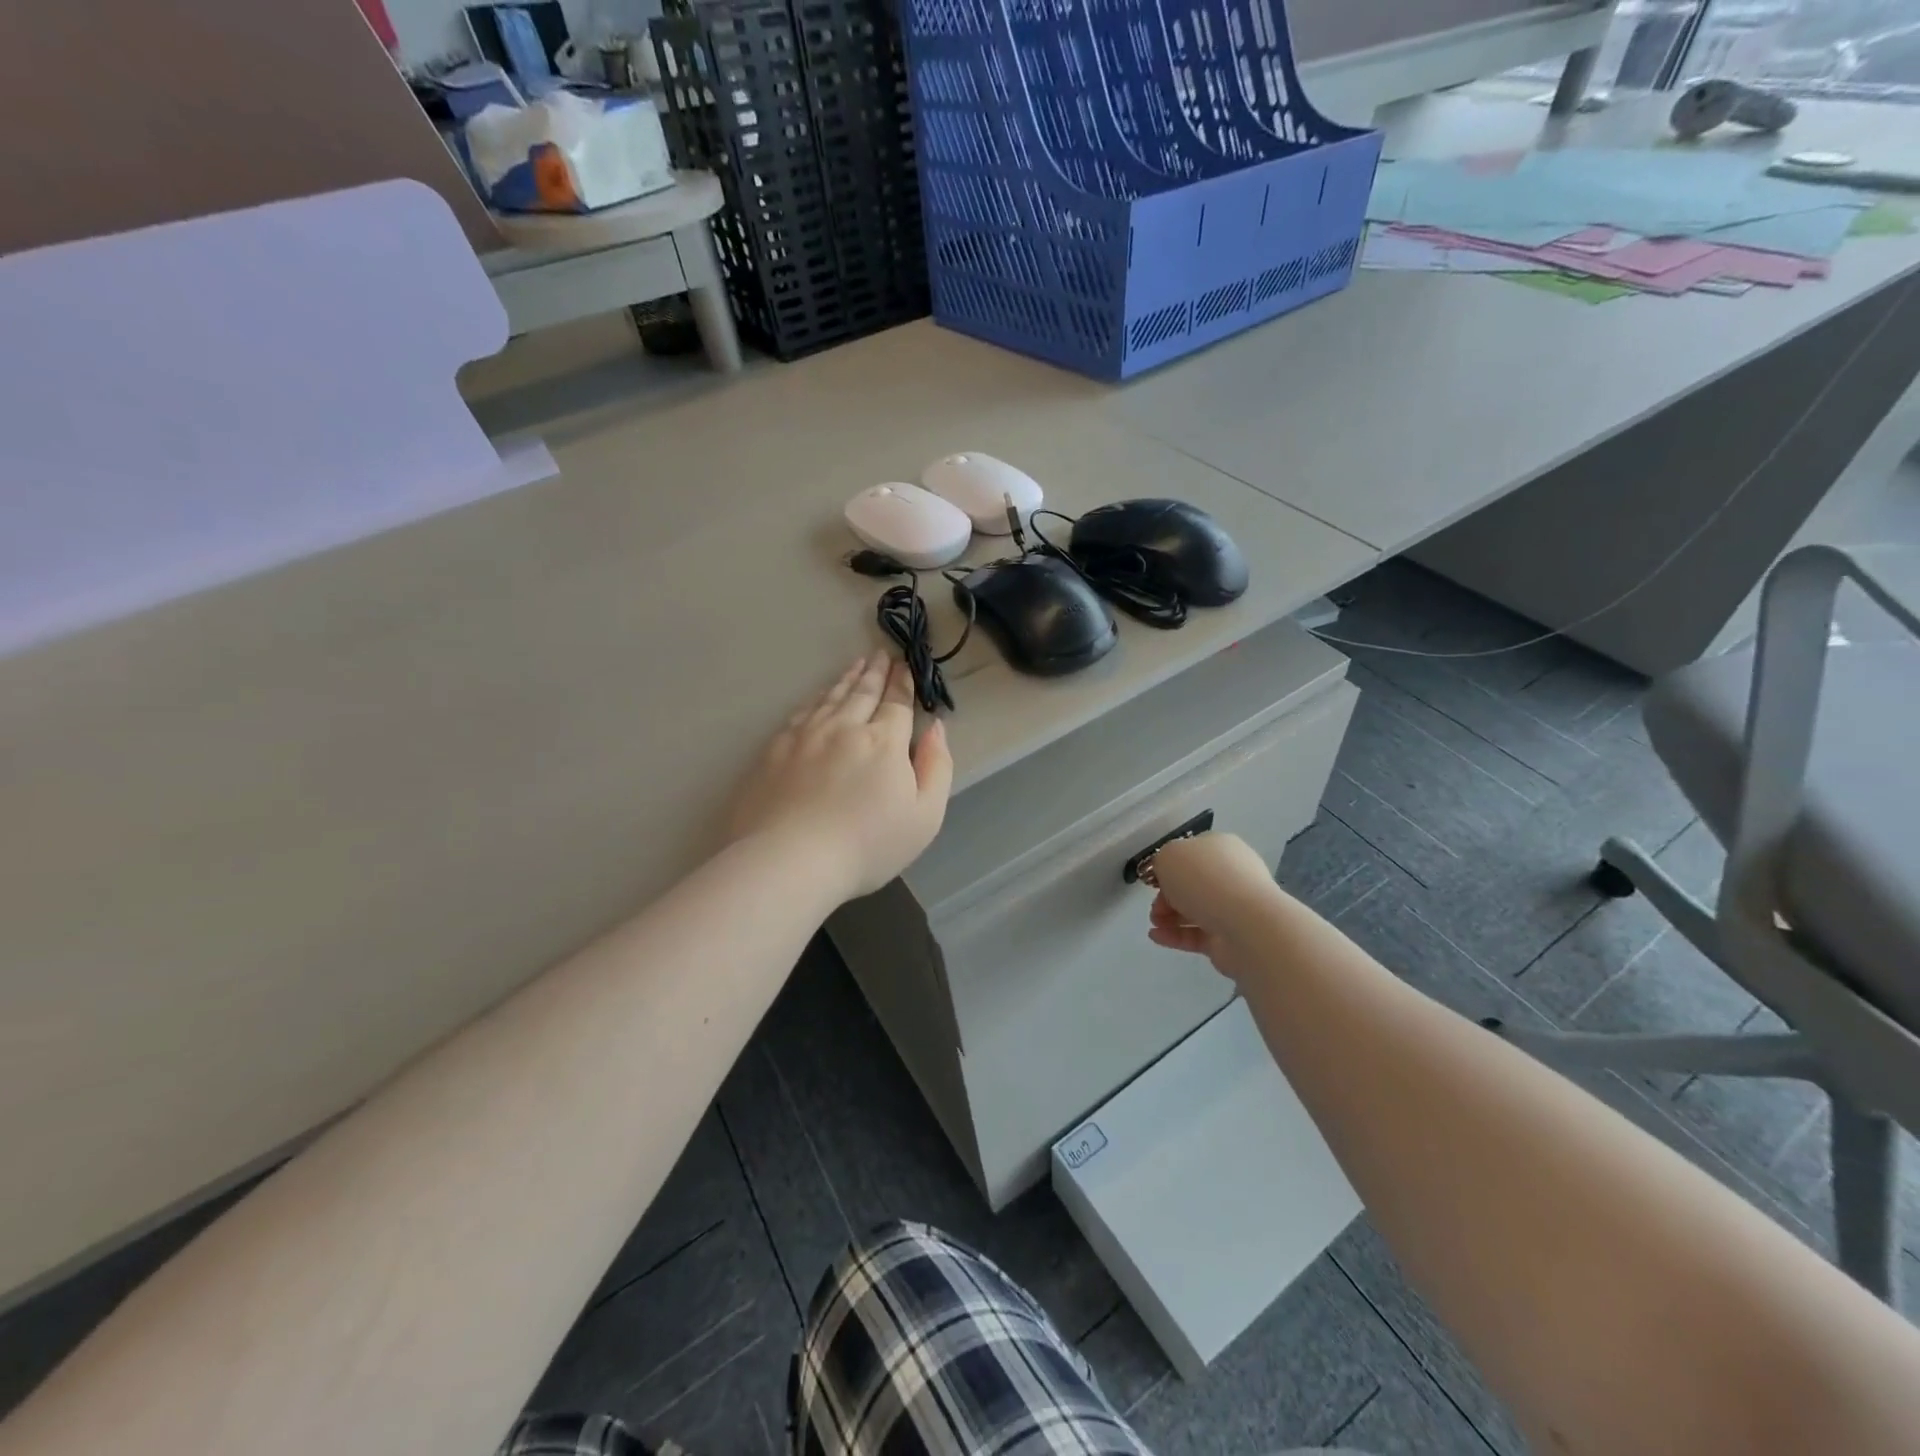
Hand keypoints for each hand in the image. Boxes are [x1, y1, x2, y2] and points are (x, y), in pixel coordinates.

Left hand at [728, 655, 953, 901]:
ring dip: (847, 678)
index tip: (904, 665)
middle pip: (863, 692)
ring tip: (856, 665)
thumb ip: (936, 766)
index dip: (903, 683)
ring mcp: (805, 736)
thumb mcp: (925, 816)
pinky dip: (815, 698)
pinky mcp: (774, 750)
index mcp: (883, 741)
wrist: (789, 860)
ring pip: (830, 697)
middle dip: (875, 672)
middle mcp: (844, 727)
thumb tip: (936, 728)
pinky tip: (817, 697)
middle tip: (880, 654)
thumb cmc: (867, 845)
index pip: (896, 703)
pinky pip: (801, 712)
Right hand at [1146, 832, 1280, 973]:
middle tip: (1155, 906)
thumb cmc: (1205, 880)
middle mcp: (1231, 875)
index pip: (1192, 853)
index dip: (1170, 866)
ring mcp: (1233, 908)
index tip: (1154, 879)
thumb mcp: (1169, 856)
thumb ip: (1162, 861)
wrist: (1246, 925)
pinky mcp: (1229, 938)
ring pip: (1194, 910)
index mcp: (1221, 848)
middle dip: (1167, 895)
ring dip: (1169, 916)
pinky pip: (1197, 935)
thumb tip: (1169, 876)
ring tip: (1154, 923)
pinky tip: (1156, 936)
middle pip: (1192, 885)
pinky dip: (1175, 935)